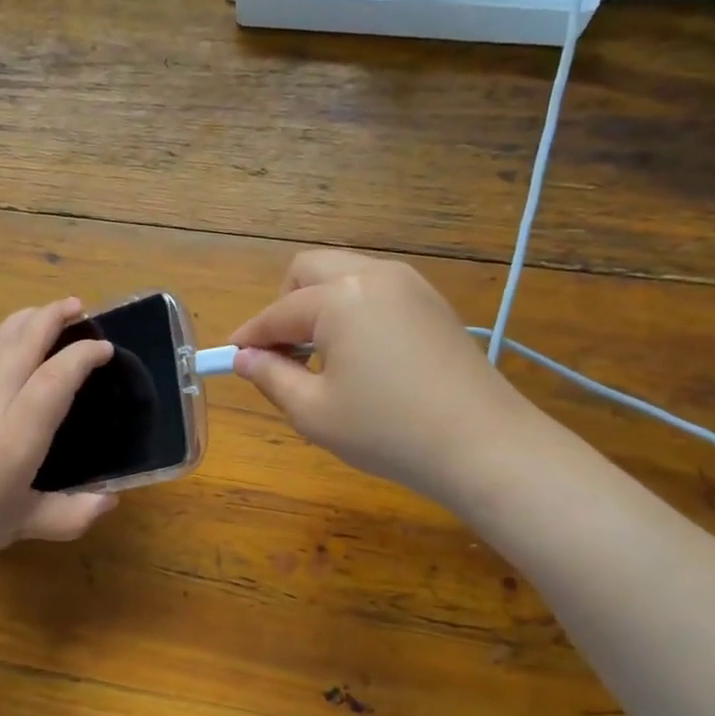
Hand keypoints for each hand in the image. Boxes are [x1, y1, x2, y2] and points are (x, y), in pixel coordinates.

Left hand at [0, 298, 118, 589]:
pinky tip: (4, 342)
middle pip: (23, 343)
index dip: (83, 355)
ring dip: (23, 320)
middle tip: (77, 306)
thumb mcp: (21, 525)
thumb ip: (70, 513)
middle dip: (52, 317)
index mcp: (16, 436)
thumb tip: (109, 501)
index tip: (105, 348)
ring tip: (44, 312)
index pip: (56, 377)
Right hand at [228, 251, 537, 506]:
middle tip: (283, 352)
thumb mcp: (314, 412)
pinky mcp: (432, 302)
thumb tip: (244, 358)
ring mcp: (409, 284)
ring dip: (319, 305)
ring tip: (321, 356)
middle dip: (284, 305)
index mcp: (339, 298)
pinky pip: (375, 289)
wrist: (483, 445)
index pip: (277, 313)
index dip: (249, 337)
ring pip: (344, 274)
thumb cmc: (388, 431)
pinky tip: (360, 354)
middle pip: (308, 270)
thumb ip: (271, 377)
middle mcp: (373, 275)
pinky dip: (352, 309)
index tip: (231, 358)